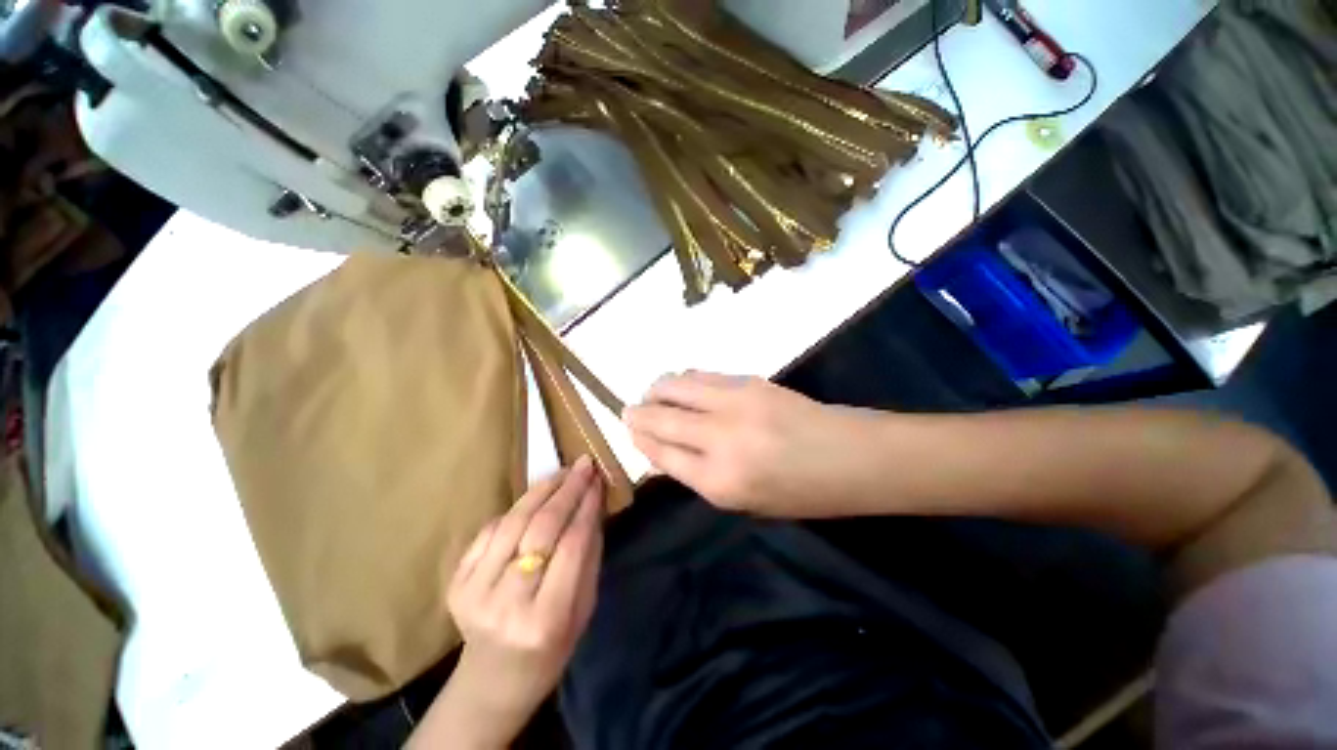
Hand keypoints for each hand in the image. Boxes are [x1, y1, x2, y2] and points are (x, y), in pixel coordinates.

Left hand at [424, 457, 603, 748]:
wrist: (494, 680)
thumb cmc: (552, 648)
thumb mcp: (584, 609)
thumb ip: (589, 556)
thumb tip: (593, 505)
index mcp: (546, 619)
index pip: (572, 546)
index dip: (586, 506)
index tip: (597, 479)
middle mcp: (506, 604)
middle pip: (540, 529)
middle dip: (566, 490)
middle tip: (583, 465)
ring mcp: (474, 592)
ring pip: (512, 523)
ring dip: (540, 490)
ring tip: (562, 473)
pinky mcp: (456, 582)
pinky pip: (490, 531)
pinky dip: (515, 509)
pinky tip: (534, 499)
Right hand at [623, 372, 878, 516]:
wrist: (852, 457)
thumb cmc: (801, 493)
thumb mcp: (745, 502)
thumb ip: (698, 474)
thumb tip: (662, 448)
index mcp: (720, 482)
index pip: (661, 452)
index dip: (640, 439)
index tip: (630, 430)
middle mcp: (721, 439)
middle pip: (661, 417)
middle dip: (638, 413)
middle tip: (630, 411)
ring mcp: (735, 403)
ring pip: (676, 386)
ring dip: (656, 390)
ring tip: (653, 395)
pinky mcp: (749, 381)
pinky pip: (700, 376)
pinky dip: (683, 380)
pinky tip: (681, 387)